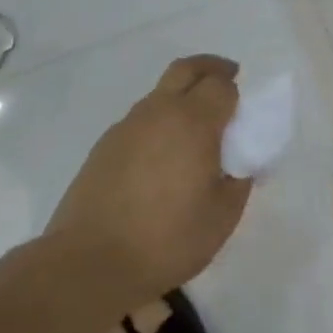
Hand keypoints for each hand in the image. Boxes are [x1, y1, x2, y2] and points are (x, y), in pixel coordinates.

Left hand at [46, 55, 251, 315]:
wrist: (89, 265)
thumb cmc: (167, 239)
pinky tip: (162, 158)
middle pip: (187, 69)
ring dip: (181, 97)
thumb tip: (241, 162)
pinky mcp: (103, 147)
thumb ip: (240, 179)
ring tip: (193, 132)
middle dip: (211, 68)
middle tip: (227, 80)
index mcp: (193, 121)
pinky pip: (140, 121)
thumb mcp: (223, 215)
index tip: (244, 111)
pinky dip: (158, 123)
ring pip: (160, 93)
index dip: (236, 93)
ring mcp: (126, 127)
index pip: (221, 84)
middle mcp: (159, 112)